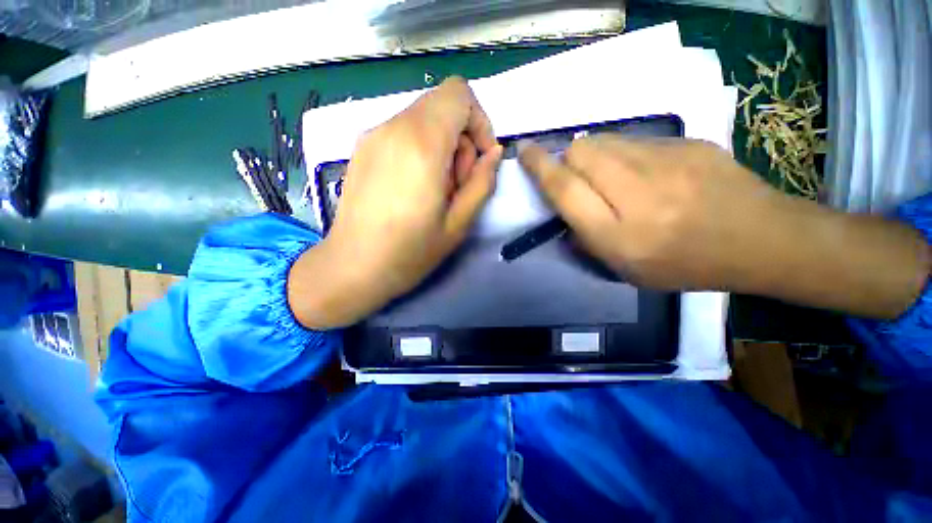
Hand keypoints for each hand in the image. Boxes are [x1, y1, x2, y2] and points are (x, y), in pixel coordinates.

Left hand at [289, 77, 502, 328]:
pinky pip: (403, 132)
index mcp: (421, 144)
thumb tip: (493, 154)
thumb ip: (482, 183)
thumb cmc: (410, 252)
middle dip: (461, 140)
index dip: (479, 121)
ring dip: (441, 147)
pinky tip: (414, 187)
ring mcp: (372, 135)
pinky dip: (420, 149)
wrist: (352, 267)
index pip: (458, 94)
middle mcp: (393, 127)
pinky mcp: (361, 147)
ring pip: (423, 119)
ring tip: (435, 189)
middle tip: (456, 184)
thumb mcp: (458, 224)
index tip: (479, 160)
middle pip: (442, 106)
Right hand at [518, 136, 776, 289]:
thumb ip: (586, 240)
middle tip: (579, 178)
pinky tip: (646, 173)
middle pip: (580, 153)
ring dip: (593, 155)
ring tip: (611, 176)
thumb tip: (564, 212)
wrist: (760, 240)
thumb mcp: (625, 270)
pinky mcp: (688, 144)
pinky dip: (624, 153)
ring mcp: (667, 163)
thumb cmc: (685, 266)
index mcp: (618, 234)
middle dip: (567, 160)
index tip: (523, 151)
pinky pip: (634, 140)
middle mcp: (637, 194)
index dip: (538, 167)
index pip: (564, 189)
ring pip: (604, 140)